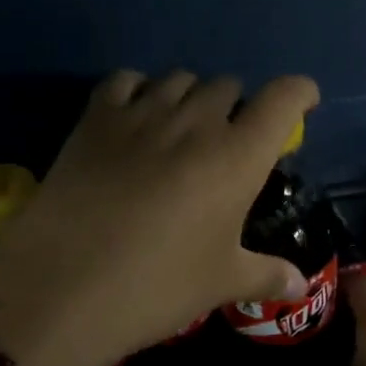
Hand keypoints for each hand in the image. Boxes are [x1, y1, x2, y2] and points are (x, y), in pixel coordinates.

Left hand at [0, 69, 319, 365]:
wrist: (62, 287)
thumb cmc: (157, 286)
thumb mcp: (219, 283)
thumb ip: (265, 275)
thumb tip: (299, 286)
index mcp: (238, 156)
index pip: (283, 98)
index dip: (300, 92)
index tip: (303, 102)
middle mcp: (196, 122)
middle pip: (229, 85)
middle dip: (236, 106)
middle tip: (227, 140)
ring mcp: (142, 114)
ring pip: (180, 78)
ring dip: (190, 97)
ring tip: (181, 128)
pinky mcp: (96, 118)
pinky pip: (126, 80)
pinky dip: (138, 90)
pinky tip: (134, 116)